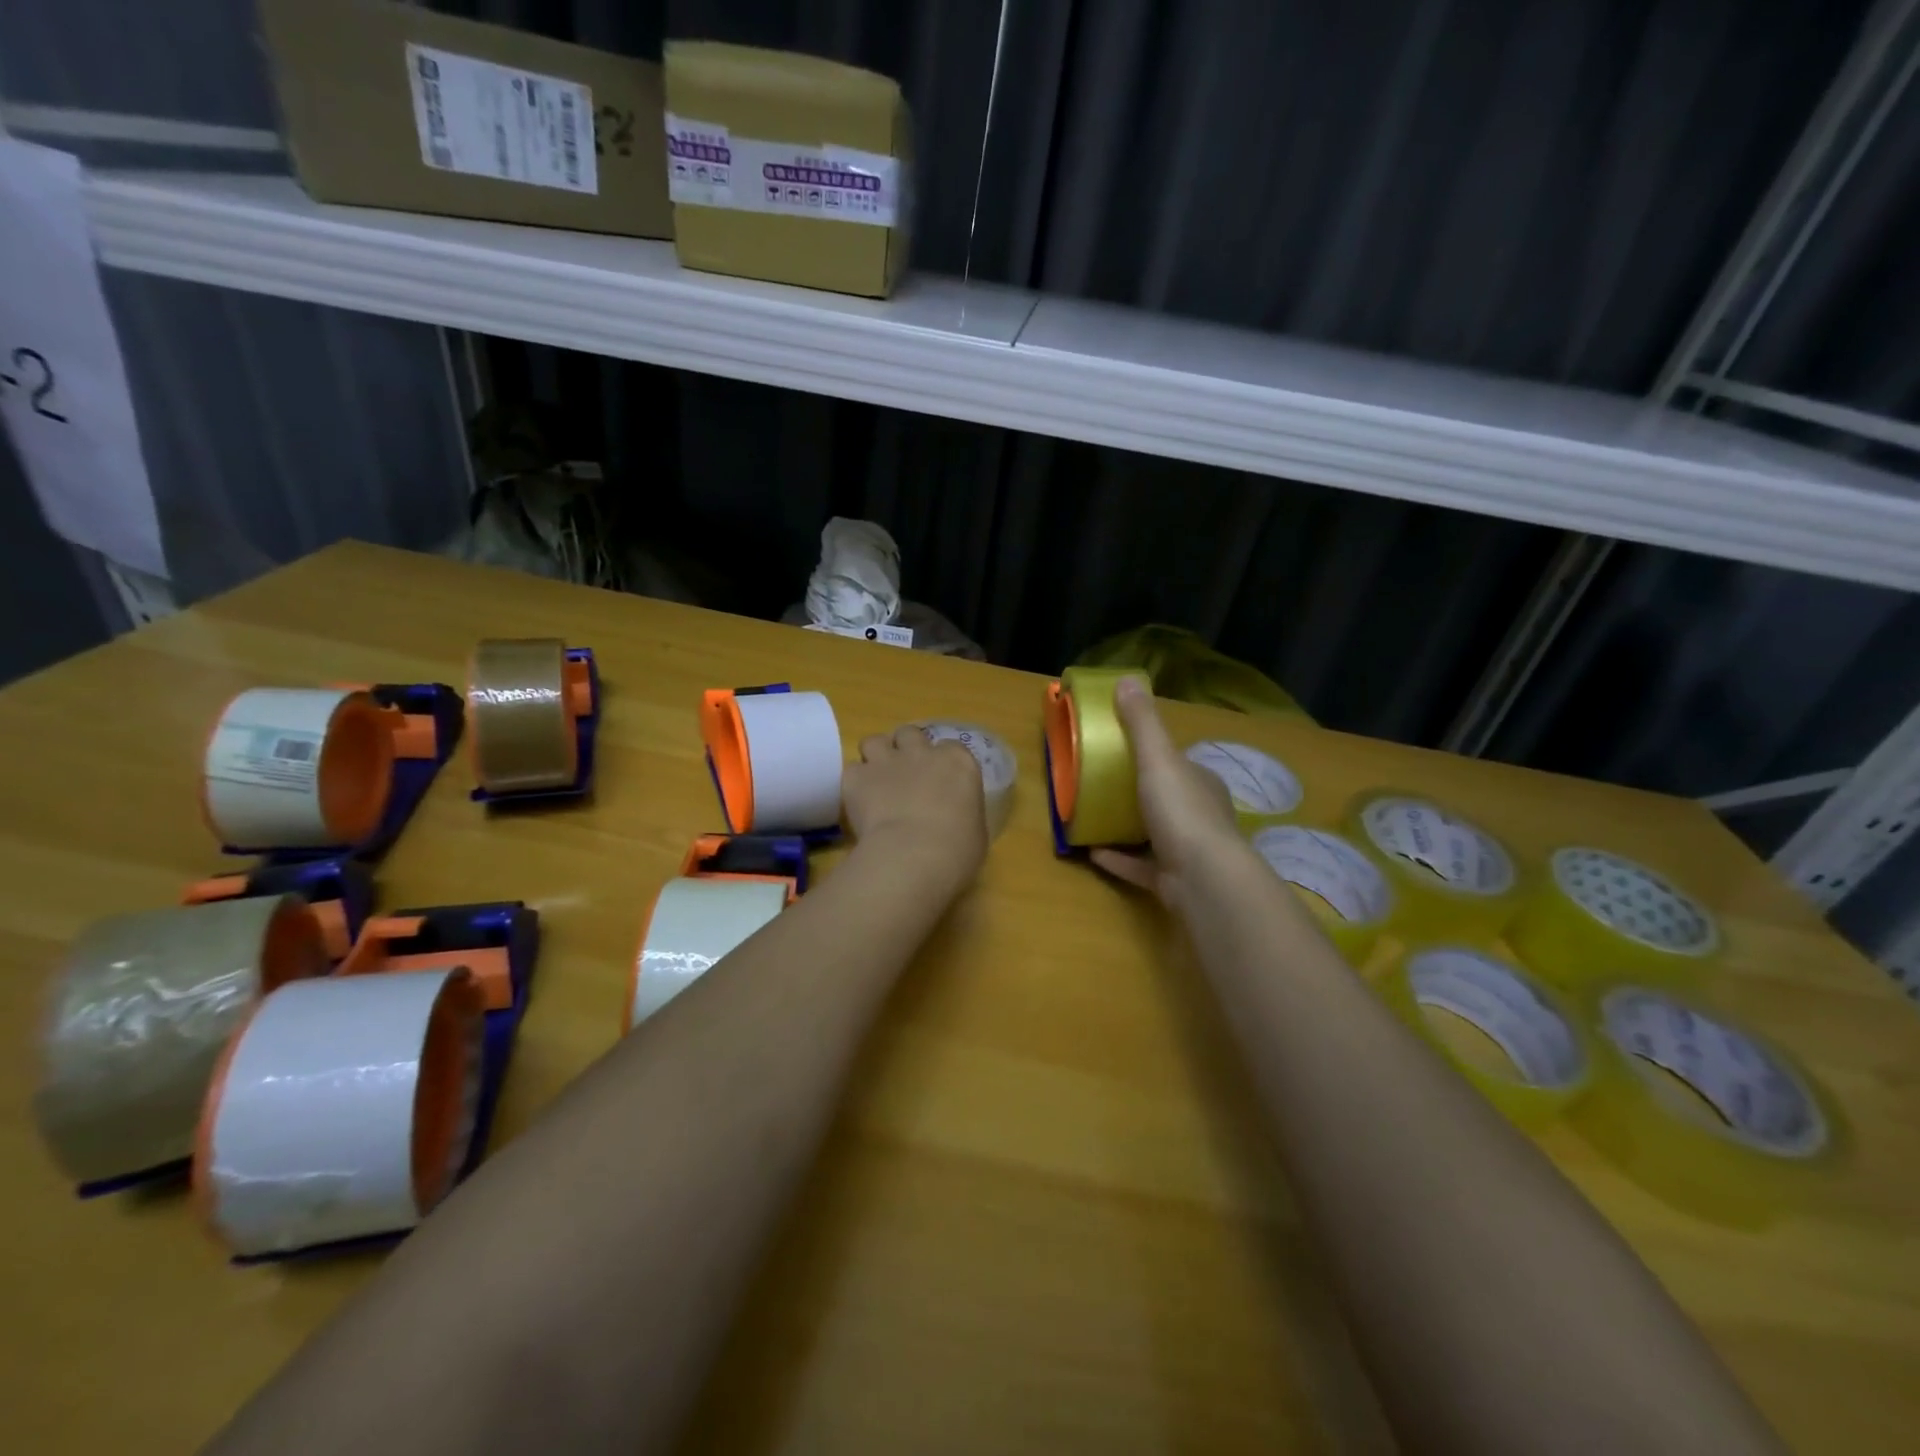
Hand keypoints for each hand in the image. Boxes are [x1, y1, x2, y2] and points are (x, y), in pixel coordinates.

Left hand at [843, 725, 988, 894]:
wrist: (914, 855)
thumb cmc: (957, 849)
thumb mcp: (974, 828)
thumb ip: (962, 811)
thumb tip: (953, 817)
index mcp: (957, 762)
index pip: (950, 747)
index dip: (940, 763)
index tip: (938, 781)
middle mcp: (921, 752)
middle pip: (909, 734)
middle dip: (905, 749)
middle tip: (904, 775)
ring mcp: (886, 761)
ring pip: (874, 741)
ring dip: (876, 757)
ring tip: (876, 781)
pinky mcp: (856, 777)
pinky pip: (851, 770)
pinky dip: (854, 783)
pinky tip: (858, 802)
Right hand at [1090, 679, 1242, 907]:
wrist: (1202, 879)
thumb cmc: (1181, 811)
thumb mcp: (1158, 759)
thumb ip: (1141, 723)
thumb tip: (1126, 680)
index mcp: (1200, 784)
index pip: (1177, 764)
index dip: (1154, 755)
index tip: (1122, 750)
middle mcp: (1199, 815)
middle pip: (1167, 798)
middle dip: (1139, 791)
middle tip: (1101, 784)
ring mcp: (1187, 851)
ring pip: (1154, 834)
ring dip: (1126, 826)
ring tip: (1093, 816)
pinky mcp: (1173, 881)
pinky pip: (1141, 866)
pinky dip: (1118, 858)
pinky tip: (1091, 852)